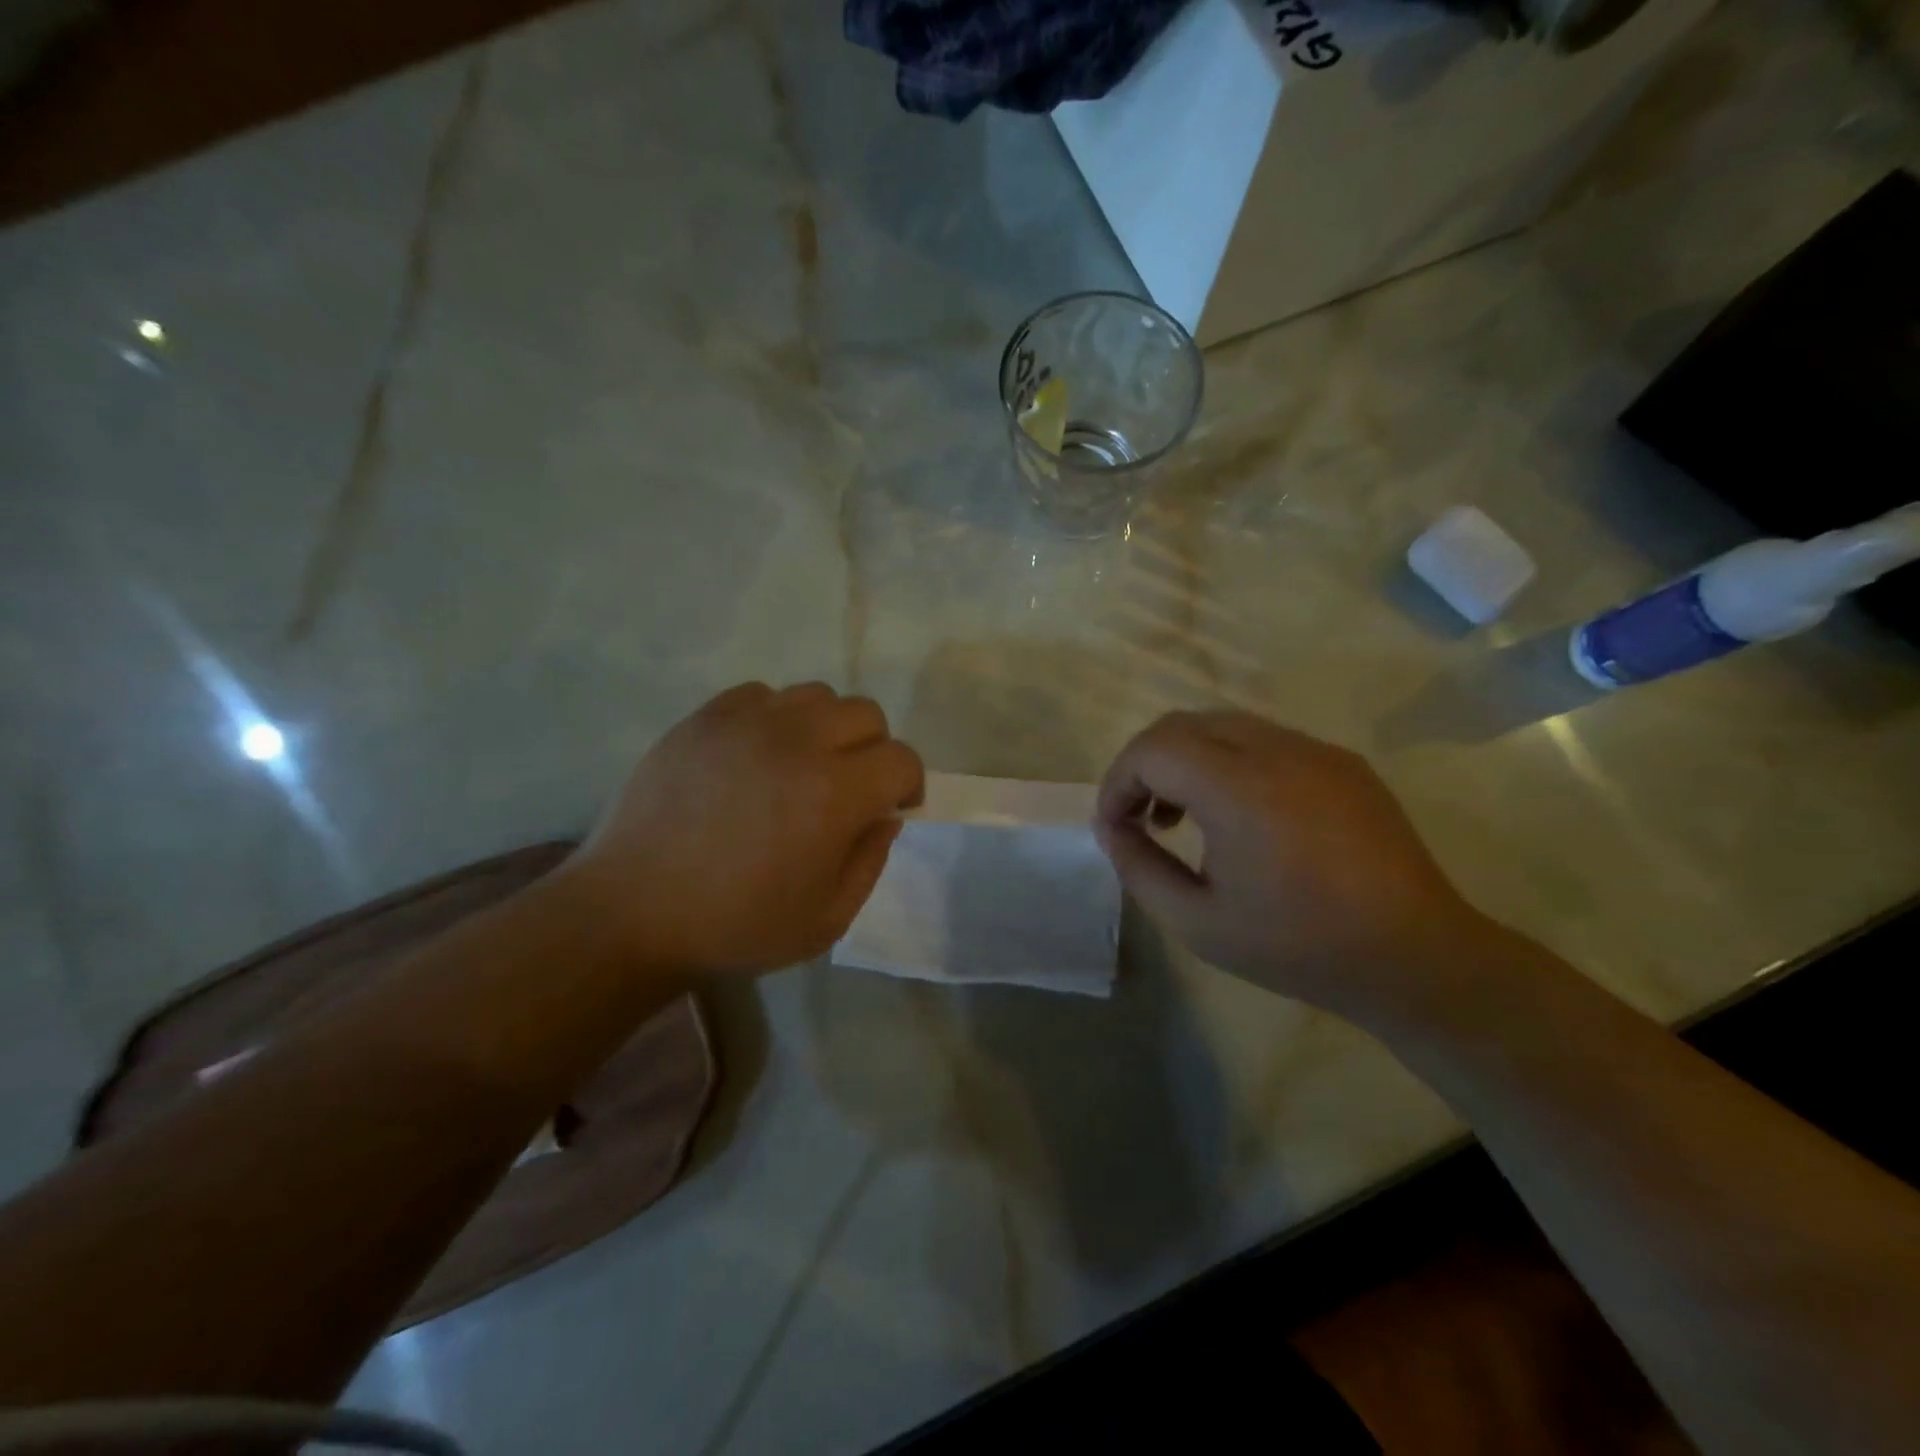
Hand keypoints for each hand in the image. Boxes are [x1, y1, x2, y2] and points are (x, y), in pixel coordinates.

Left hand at [560, 682, 923, 975]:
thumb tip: (884, 816)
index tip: (891, 809)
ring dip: (826, 728)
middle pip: (866, 714)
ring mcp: (746, 723)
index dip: (908, 785)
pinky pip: (760, 695)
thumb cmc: (735, 926)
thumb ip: (870, 862)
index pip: (901, 759)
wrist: (631, 912)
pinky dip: (774, 718)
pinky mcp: (704, 718)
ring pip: (816, 695)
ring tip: (801, 765)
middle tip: (848, 788)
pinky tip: (756, 755)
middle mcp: (798, 742)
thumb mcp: (826, 919)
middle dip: (873, 750)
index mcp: (834, 794)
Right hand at [1094, 711, 1490, 1021]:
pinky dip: (1229, 761)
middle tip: (1141, 818)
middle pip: (1182, 724)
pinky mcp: (1342, 761)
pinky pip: (1265, 740)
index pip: (1152, 749)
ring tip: (1184, 816)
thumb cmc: (1298, 947)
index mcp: (1239, 790)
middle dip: (1145, 764)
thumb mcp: (1197, 922)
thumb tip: (1111, 827)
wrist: (1415, 957)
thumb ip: (1138, 868)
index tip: (1114, 826)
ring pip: (1222, 724)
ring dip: (1186, 759)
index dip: (1117, 782)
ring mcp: (1315, 750)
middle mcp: (1277, 751)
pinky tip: (1240, 814)